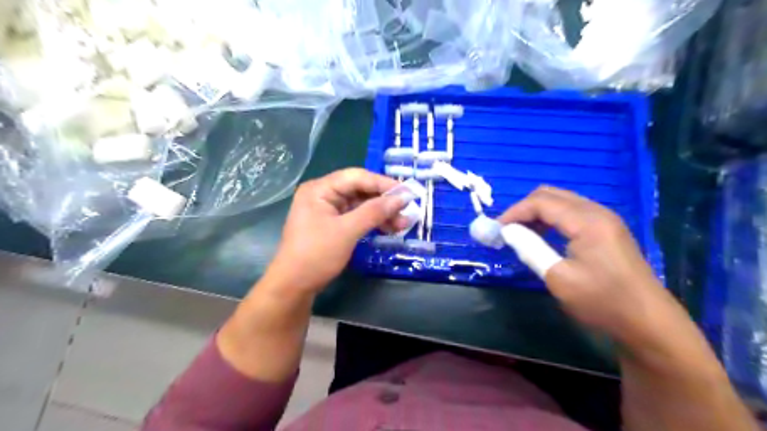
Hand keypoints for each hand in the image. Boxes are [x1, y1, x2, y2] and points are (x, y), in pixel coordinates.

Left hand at [268, 167, 409, 295]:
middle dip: (384, 201)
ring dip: (381, 213)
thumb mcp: (347, 231)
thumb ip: (375, 212)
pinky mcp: (332, 224)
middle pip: (359, 190)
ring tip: (403, 224)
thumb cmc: (316, 255)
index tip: (408, 193)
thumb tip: (403, 197)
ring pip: (360, 205)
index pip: (356, 177)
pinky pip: (356, 217)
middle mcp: (323, 194)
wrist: (294, 287)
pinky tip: (389, 229)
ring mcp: (327, 210)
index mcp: (320, 189)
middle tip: (407, 211)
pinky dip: (372, 222)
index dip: (383, 184)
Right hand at [501, 185, 685, 342]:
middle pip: (550, 195)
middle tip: (506, 230)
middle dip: (524, 209)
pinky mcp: (607, 230)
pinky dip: (551, 220)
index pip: (541, 202)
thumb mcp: (559, 277)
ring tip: (520, 234)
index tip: (496, 229)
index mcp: (587, 221)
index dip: (514, 212)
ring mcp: (604, 219)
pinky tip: (543, 237)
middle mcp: (597, 212)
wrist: (648, 323)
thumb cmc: (602, 302)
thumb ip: (530, 249)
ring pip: (561, 202)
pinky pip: (571, 213)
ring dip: (536, 213)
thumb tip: (507, 232)